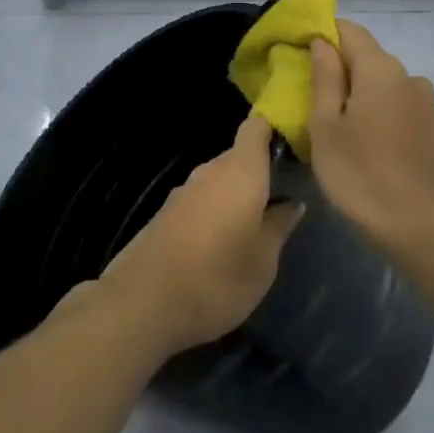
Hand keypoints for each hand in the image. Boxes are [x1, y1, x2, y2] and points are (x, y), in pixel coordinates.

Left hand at [96, 115, 304, 354]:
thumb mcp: (263, 260)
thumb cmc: (218, 278)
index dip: (273, 128)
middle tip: (282, 195)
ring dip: (235, 195)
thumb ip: (279, 226)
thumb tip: (291, 203)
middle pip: (237, 156)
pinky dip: (213, 212)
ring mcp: (182, 193)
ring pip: (217, 181)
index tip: (292, 143)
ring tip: (255, 222)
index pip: (256, 128)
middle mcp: (209, 172)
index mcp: (240, 172)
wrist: (141, 305)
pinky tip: (221, 242)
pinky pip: (199, 201)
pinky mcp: (163, 215)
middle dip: (258, 170)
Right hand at [309, 21, 433, 245]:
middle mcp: (409, 77)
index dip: (324, 34)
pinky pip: (399, 106)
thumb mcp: (326, 126)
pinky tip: (368, 142)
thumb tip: (323, 42)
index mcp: (381, 69)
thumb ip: (325, 77)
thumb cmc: (359, 173)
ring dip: (362, 94)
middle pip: (369, 58)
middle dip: (340, 68)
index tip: (300, 52)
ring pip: (385, 84)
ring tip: (340, 126)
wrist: (416, 224)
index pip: (350, 31)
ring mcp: (427, 103)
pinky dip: (380, 112)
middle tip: (311, 97)